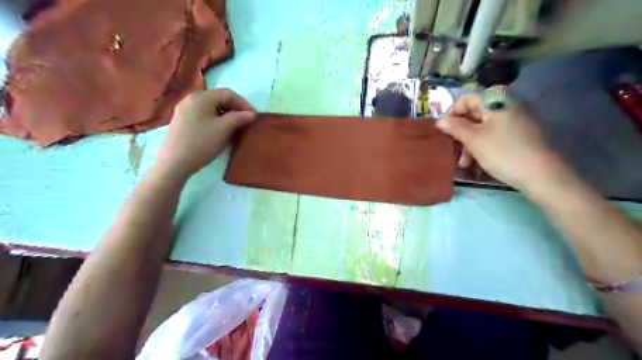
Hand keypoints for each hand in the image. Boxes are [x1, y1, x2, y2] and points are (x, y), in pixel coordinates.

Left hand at [156, 88, 255, 178]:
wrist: (174, 163)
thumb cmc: (201, 143)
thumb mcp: (224, 129)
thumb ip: (239, 118)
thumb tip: (252, 114)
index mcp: (201, 97)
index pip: (228, 93)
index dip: (243, 103)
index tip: (253, 117)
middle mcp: (191, 99)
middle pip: (218, 98)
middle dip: (235, 109)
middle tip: (245, 122)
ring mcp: (184, 110)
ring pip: (211, 107)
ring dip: (226, 115)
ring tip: (235, 127)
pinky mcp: (181, 121)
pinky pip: (203, 115)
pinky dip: (215, 119)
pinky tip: (219, 131)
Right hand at [437, 91, 556, 191]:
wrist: (541, 174)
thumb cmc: (502, 152)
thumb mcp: (473, 140)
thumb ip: (455, 127)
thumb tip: (440, 121)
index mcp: (497, 100)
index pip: (467, 99)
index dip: (452, 113)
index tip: (443, 130)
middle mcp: (508, 104)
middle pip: (475, 114)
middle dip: (461, 133)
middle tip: (453, 150)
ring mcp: (517, 119)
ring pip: (484, 127)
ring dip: (470, 143)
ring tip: (465, 164)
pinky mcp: (521, 133)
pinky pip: (495, 134)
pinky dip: (483, 145)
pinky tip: (478, 162)